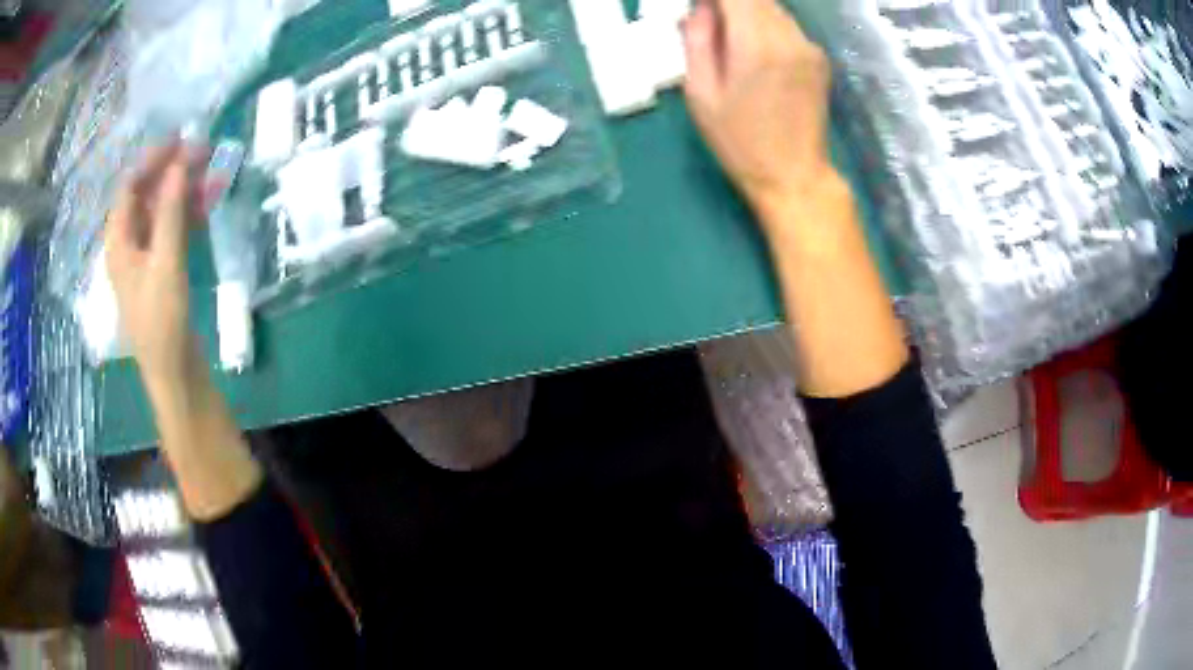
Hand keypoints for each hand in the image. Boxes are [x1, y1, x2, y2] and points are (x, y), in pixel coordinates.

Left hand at [105, 142, 206, 391]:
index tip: (180, 139)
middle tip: (203, 152)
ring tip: (211, 171)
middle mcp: (128, 243)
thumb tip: (179, 164)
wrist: (174, 371)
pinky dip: (188, 212)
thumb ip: (170, 211)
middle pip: (147, 195)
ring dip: (183, 190)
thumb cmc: (162, 319)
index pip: (130, 187)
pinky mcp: (162, 268)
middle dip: (172, 172)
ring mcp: (145, 256)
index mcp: (119, 242)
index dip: (152, 160)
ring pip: (162, 210)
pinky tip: (207, 202)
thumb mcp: (165, 262)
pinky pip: (172, 228)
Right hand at [683, 0, 835, 217]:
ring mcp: (809, 46)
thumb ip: (697, 41)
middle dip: (729, 3)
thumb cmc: (740, 141)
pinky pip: (788, 26)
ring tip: (732, 39)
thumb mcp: (701, 94)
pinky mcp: (820, 58)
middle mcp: (788, 36)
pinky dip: (768, 26)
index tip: (701, 8)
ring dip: (748, 11)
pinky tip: (758, 52)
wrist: (794, 175)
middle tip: (711, 24)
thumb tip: (701, 8)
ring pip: (773, 8)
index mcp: (755, 43)